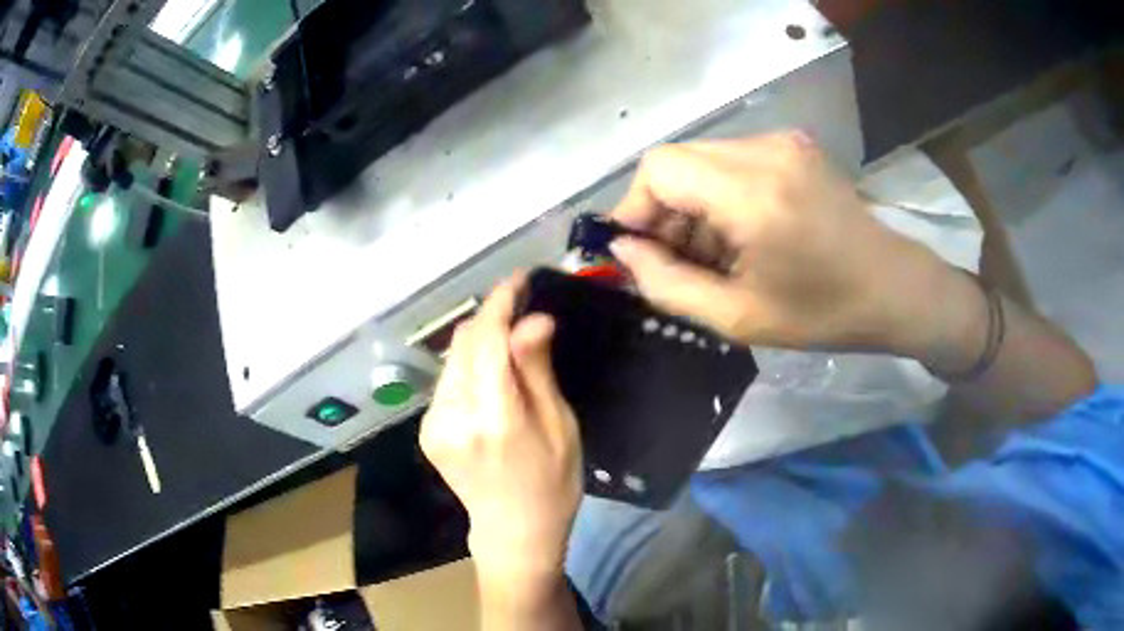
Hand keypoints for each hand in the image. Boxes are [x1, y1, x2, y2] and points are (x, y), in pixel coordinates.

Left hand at [420, 275, 582, 597]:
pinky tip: (491, 374)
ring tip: (510, 339)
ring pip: (453, 358)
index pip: (487, 340)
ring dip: (479, 340)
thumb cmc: (552, 483)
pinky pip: (448, 380)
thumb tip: (532, 319)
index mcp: (495, 417)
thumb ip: (537, 371)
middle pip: (464, 342)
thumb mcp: (560, 427)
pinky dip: (469, 365)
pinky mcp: (428, 430)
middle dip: (490, 317)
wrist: (513, 531)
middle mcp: (455, 416)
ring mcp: (434, 424)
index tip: (518, 280)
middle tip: (521, 306)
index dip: (501, 302)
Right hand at [609, 132, 962, 357]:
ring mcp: (782, 142)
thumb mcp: (738, 317)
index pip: (659, 168)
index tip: (641, 252)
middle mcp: (763, 150)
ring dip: (693, 204)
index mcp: (751, 193)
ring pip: (704, 160)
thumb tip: (623, 251)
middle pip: (678, 160)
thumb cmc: (823, 313)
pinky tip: (743, 233)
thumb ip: (668, 284)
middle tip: (678, 260)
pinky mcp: (794, 146)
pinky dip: (722, 194)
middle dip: (664, 209)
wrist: (894, 288)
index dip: (635, 207)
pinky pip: (733, 161)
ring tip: (715, 253)